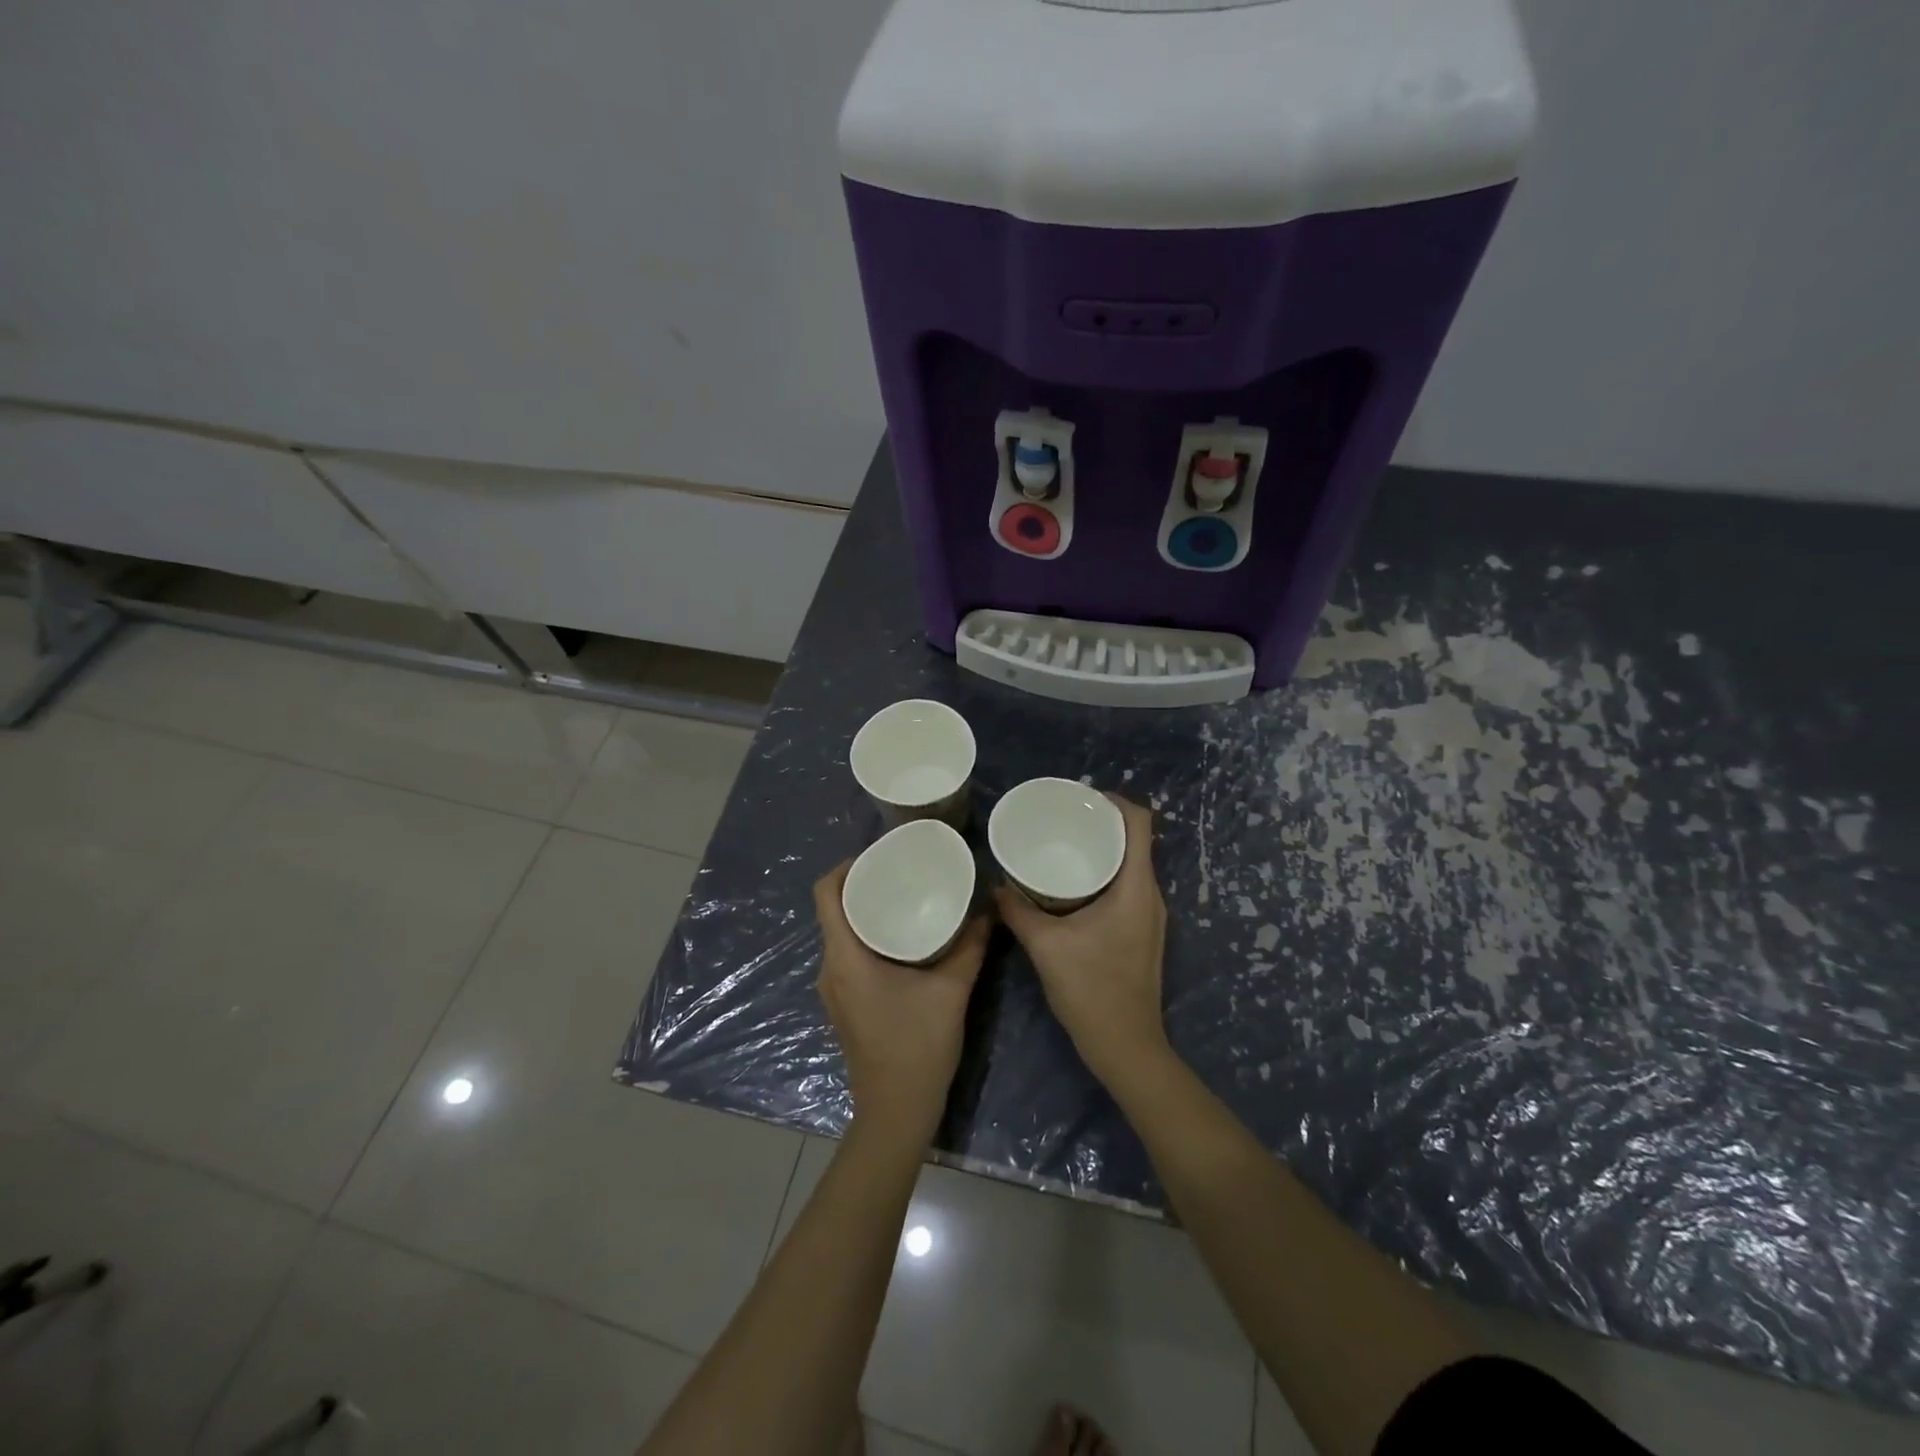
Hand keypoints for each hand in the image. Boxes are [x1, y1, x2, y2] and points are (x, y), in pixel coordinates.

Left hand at [814, 863, 990, 1146]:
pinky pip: (849, 956)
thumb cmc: (917, 1047)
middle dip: (863, 886)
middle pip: (833, 911)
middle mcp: (830, 969)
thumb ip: (970, 946)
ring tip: (905, 898)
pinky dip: (869, 938)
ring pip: (842, 935)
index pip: (825, 894)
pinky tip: (903, 940)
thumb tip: (988, 908)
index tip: (878, 855)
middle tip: (902, 871)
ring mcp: (834, 990)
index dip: (845, 866)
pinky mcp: (845, 1005)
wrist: (896, 1113)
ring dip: (867, 913)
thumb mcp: (950, 991)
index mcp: (845, 958)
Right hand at [994, 795, 1169, 1088]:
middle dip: (1101, 823)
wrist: (1126, 1047)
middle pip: (1135, 840)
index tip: (1080, 798)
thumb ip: (1018, 911)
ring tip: (1063, 846)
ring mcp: (1150, 916)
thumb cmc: (1091, 990)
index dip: (1114, 801)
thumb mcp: (1046, 946)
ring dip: (1102, 850)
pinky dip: (1103, 875)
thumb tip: (994, 885)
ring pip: (1131, 865)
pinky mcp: (1142, 933)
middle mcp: (1151, 895)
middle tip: (1061, 819)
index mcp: (1136, 888)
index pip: (1141, 823)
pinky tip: (1071, 886)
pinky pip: (1126, 887)